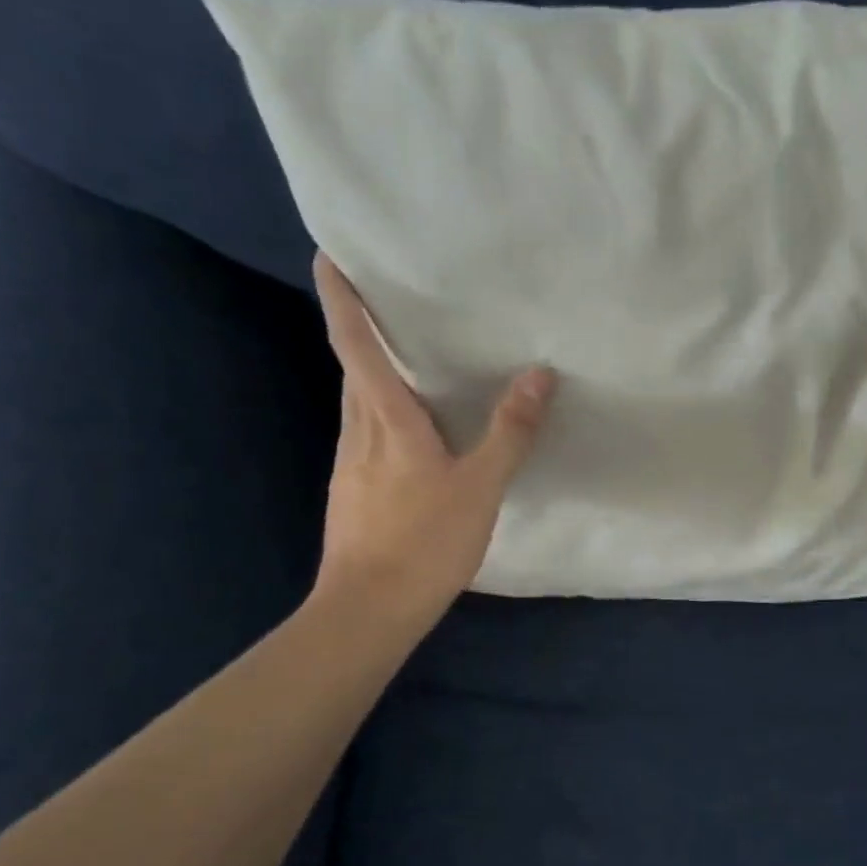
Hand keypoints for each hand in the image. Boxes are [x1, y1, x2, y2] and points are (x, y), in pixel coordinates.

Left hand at [310, 253, 554, 620]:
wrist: (368, 610)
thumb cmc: (423, 543)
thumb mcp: (479, 488)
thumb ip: (509, 432)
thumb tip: (538, 374)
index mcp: (386, 421)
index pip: (356, 345)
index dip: (342, 299)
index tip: (327, 255)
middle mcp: (358, 433)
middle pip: (351, 369)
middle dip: (359, 329)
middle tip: (384, 299)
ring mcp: (349, 466)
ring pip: (357, 405)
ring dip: (371, 374)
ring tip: (405, 359)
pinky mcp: (351, 494)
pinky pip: (365, 437)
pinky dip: (381, 416)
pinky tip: (409, 435)